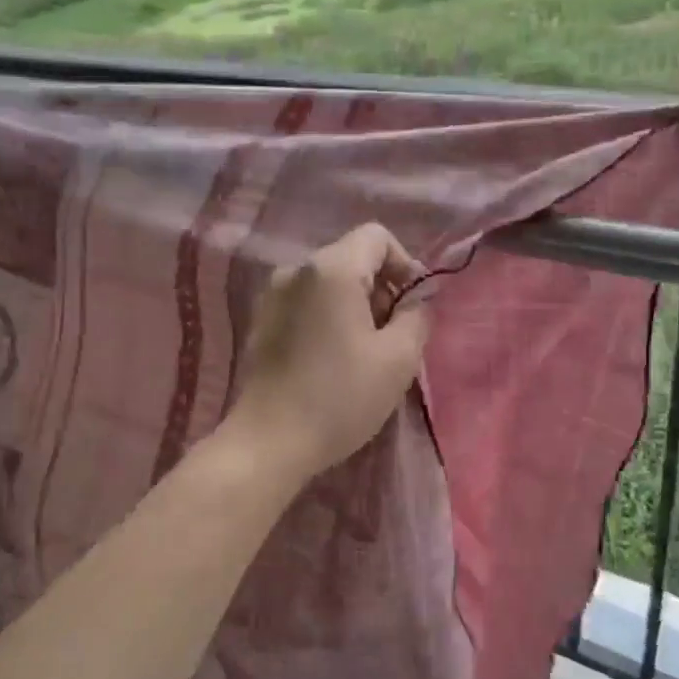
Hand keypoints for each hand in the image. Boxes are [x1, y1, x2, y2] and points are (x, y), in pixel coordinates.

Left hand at [227, 224, 430, 477]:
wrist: (268, 442)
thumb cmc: (340, 397)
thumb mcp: (398, 359)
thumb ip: (417, 317)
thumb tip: (416, 301)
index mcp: (331, 269)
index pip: (376, 236)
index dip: (404, 264)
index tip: (411, 306)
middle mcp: (296, 270)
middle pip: (351, 257)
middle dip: (380, 288)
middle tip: (391, 336)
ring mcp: (272, 295)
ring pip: (328, 282)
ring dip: (354, 305)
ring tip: (363, 351)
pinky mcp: (261, 320)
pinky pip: (306, 301)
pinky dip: (327, 317)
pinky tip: (331, 359)